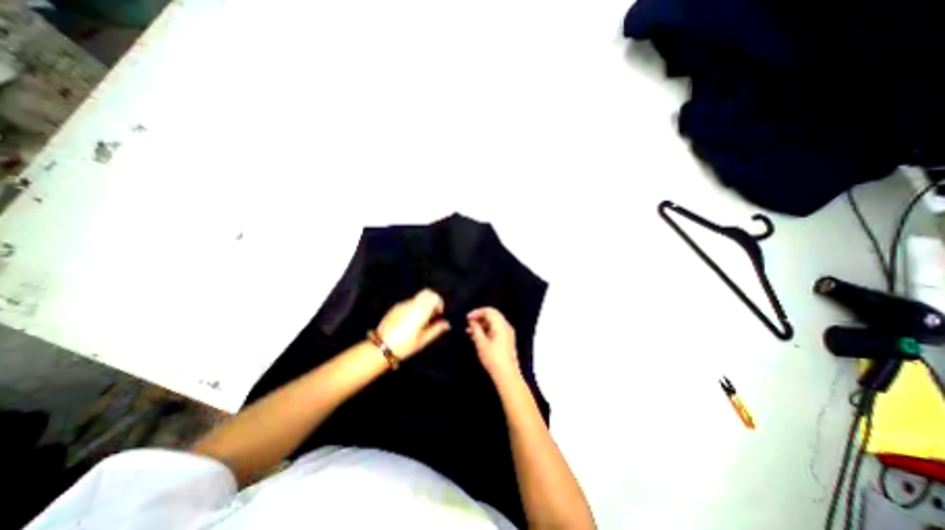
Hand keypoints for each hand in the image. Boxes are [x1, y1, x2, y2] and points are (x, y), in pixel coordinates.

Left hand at [376, 290, 448, 358]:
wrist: (381, 347)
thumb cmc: (404, 345)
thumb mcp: (423, 340)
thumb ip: (436, 329)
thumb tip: (446, 324)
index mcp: (420, 311)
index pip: (434, 296)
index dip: (439, 303)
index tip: (439, 314)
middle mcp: (412, 304)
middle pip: (426, 292)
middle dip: (432, 300)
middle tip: (432, 315)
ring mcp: (402, 305)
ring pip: (417, 298)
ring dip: (423, 305)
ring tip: (421, 321)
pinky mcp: (395, 307)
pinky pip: (408, 303)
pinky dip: (414, 307)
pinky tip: (410, 322)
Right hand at [467, 306, 519, 379]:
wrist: (506, 375)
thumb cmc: (493, 358)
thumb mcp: (481, 343)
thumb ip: (476, 329)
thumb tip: (472, 321)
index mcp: (501, 325)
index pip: (489, 311)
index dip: (477, 312)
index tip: (467, 318)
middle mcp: (506, 326)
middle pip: (492, 315)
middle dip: (479, 318)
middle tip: (468, 323)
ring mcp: (507, 333)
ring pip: (493, 323)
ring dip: (482, 325)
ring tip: (470, 331)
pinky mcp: (506, 340)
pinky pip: (495, 329)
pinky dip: (486, 330)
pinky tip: (477, 337)